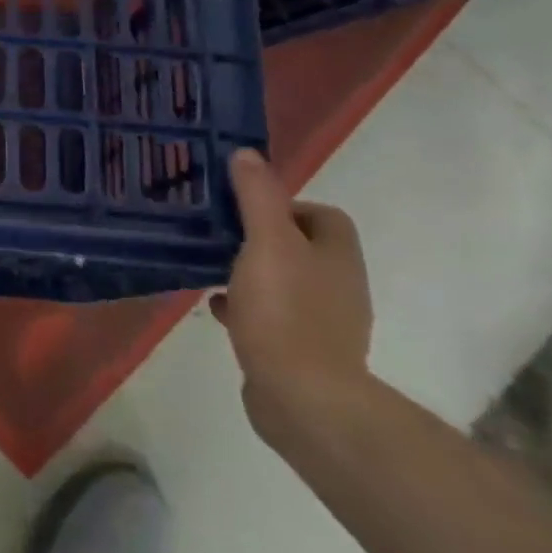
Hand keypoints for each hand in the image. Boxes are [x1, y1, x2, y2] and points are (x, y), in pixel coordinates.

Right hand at [212, 149, 372, 443]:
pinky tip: (217, 308)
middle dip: (261, 238)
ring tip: (212, 268)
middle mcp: (339, 286)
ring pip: (284, 282)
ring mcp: (324, 323)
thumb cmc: (285, 311)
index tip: (245, 208)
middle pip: (301, 248)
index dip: (286, 205)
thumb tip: (247, 154)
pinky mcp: (303, 354)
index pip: (323, 216)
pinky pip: (272, 317)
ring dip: (251, 272)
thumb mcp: (266, 242)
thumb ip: (257, 196)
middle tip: (220, 233)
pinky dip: (246, 307)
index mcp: (338, 256)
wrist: (303, 399)